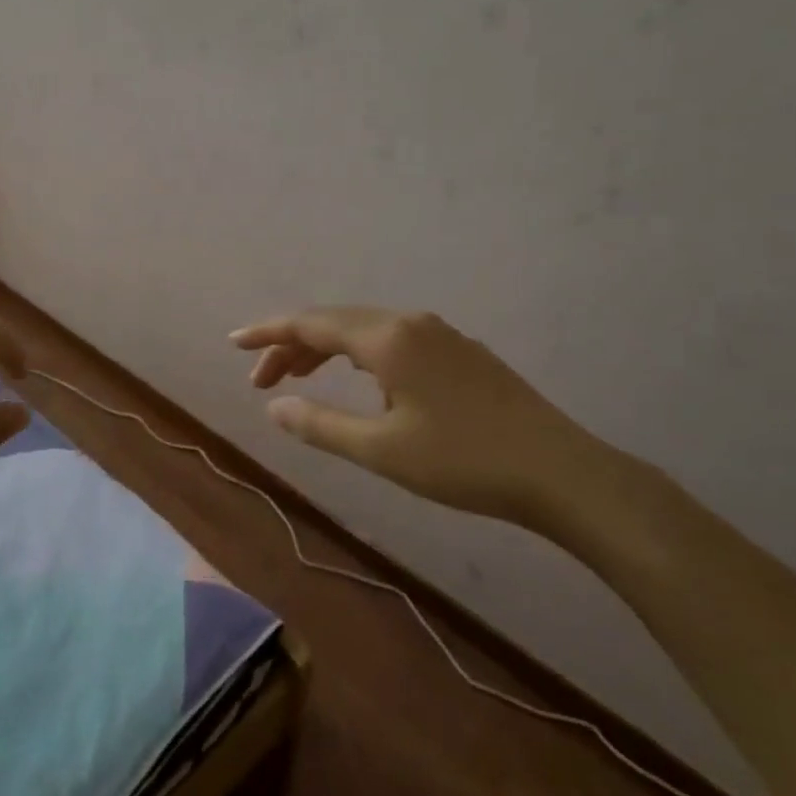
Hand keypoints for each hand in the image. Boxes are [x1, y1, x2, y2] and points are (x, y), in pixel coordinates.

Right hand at [231, 307, 617, 533]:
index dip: (269, 333)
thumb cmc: (463, 461)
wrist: (561, 473)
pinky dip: (358, 357)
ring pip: (366, 331)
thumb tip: (275, 407)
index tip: (234, 343)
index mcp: (388, 339)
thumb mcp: (381, 449)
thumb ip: (320, 425)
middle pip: (336, 322)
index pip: (312, 324)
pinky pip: (392, 342)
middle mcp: (412, 324)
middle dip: (293, 346)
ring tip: (299, 380)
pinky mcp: (460, 354)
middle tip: (261, 380)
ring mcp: (441, 336)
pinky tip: (360, 383)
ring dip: (326, 351)